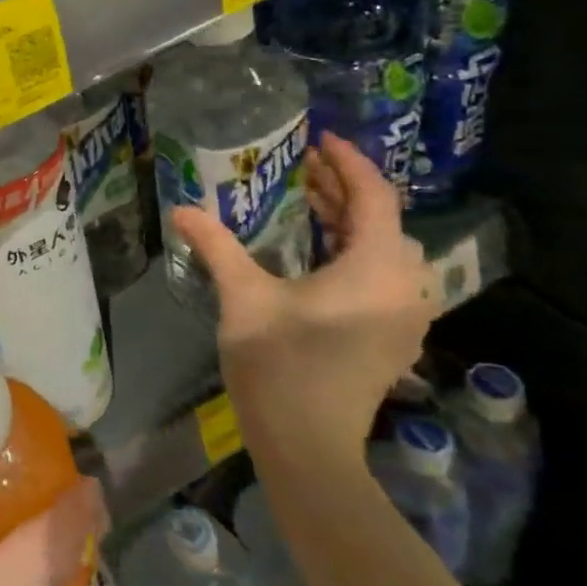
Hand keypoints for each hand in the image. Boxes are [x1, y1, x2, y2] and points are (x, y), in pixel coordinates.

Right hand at [170, 131, 439, 465]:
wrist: (309, 445)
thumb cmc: (279, 365)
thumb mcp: (243, 297)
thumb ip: (216, 246)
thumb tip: (181, 208)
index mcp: (375, 269)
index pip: (375, 197)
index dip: (348, 163)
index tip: (317, 140)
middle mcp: (404, 286)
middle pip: (383, 220)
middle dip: (344, 189)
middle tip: (302, 168)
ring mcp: (405, 315)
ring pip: (386, 249)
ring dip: (352, 221)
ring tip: (309, 203)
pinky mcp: (394, 336)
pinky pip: (385, 275)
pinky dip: (357, 251)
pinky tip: (321, 251)